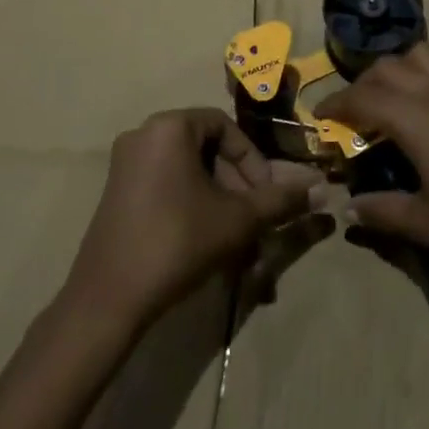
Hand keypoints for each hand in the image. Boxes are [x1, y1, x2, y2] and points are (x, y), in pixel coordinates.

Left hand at [64, 108, 321, 331]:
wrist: (108, 301)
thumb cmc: (177, 243)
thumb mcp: (237, 220)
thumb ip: (279, 200)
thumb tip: (320, 189)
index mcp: (169, 127)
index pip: (226, 128)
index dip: (252, 160)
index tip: (263, 194)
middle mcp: (143, 134)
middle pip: (206, 147)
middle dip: (236, 182)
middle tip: (251, 216)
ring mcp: (125, 164)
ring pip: (188, 169)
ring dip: (217, 196)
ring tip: (233, 234)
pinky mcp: (116, 192)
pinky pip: (166, 183)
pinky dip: (191, 202)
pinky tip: (204, 238)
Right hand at [317, 44, 428, 292]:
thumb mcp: (427, 223)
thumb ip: (383, 211)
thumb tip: (349, 208)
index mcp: (415, 118)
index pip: (363, 96)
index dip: (336, 103)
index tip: (318, 116)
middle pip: (387, 68)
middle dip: (361, 85)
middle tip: (350, 115)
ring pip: (417, 56)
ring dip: (394, 70)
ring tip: (385, 103)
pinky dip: (419, 75)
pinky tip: (422, 111)